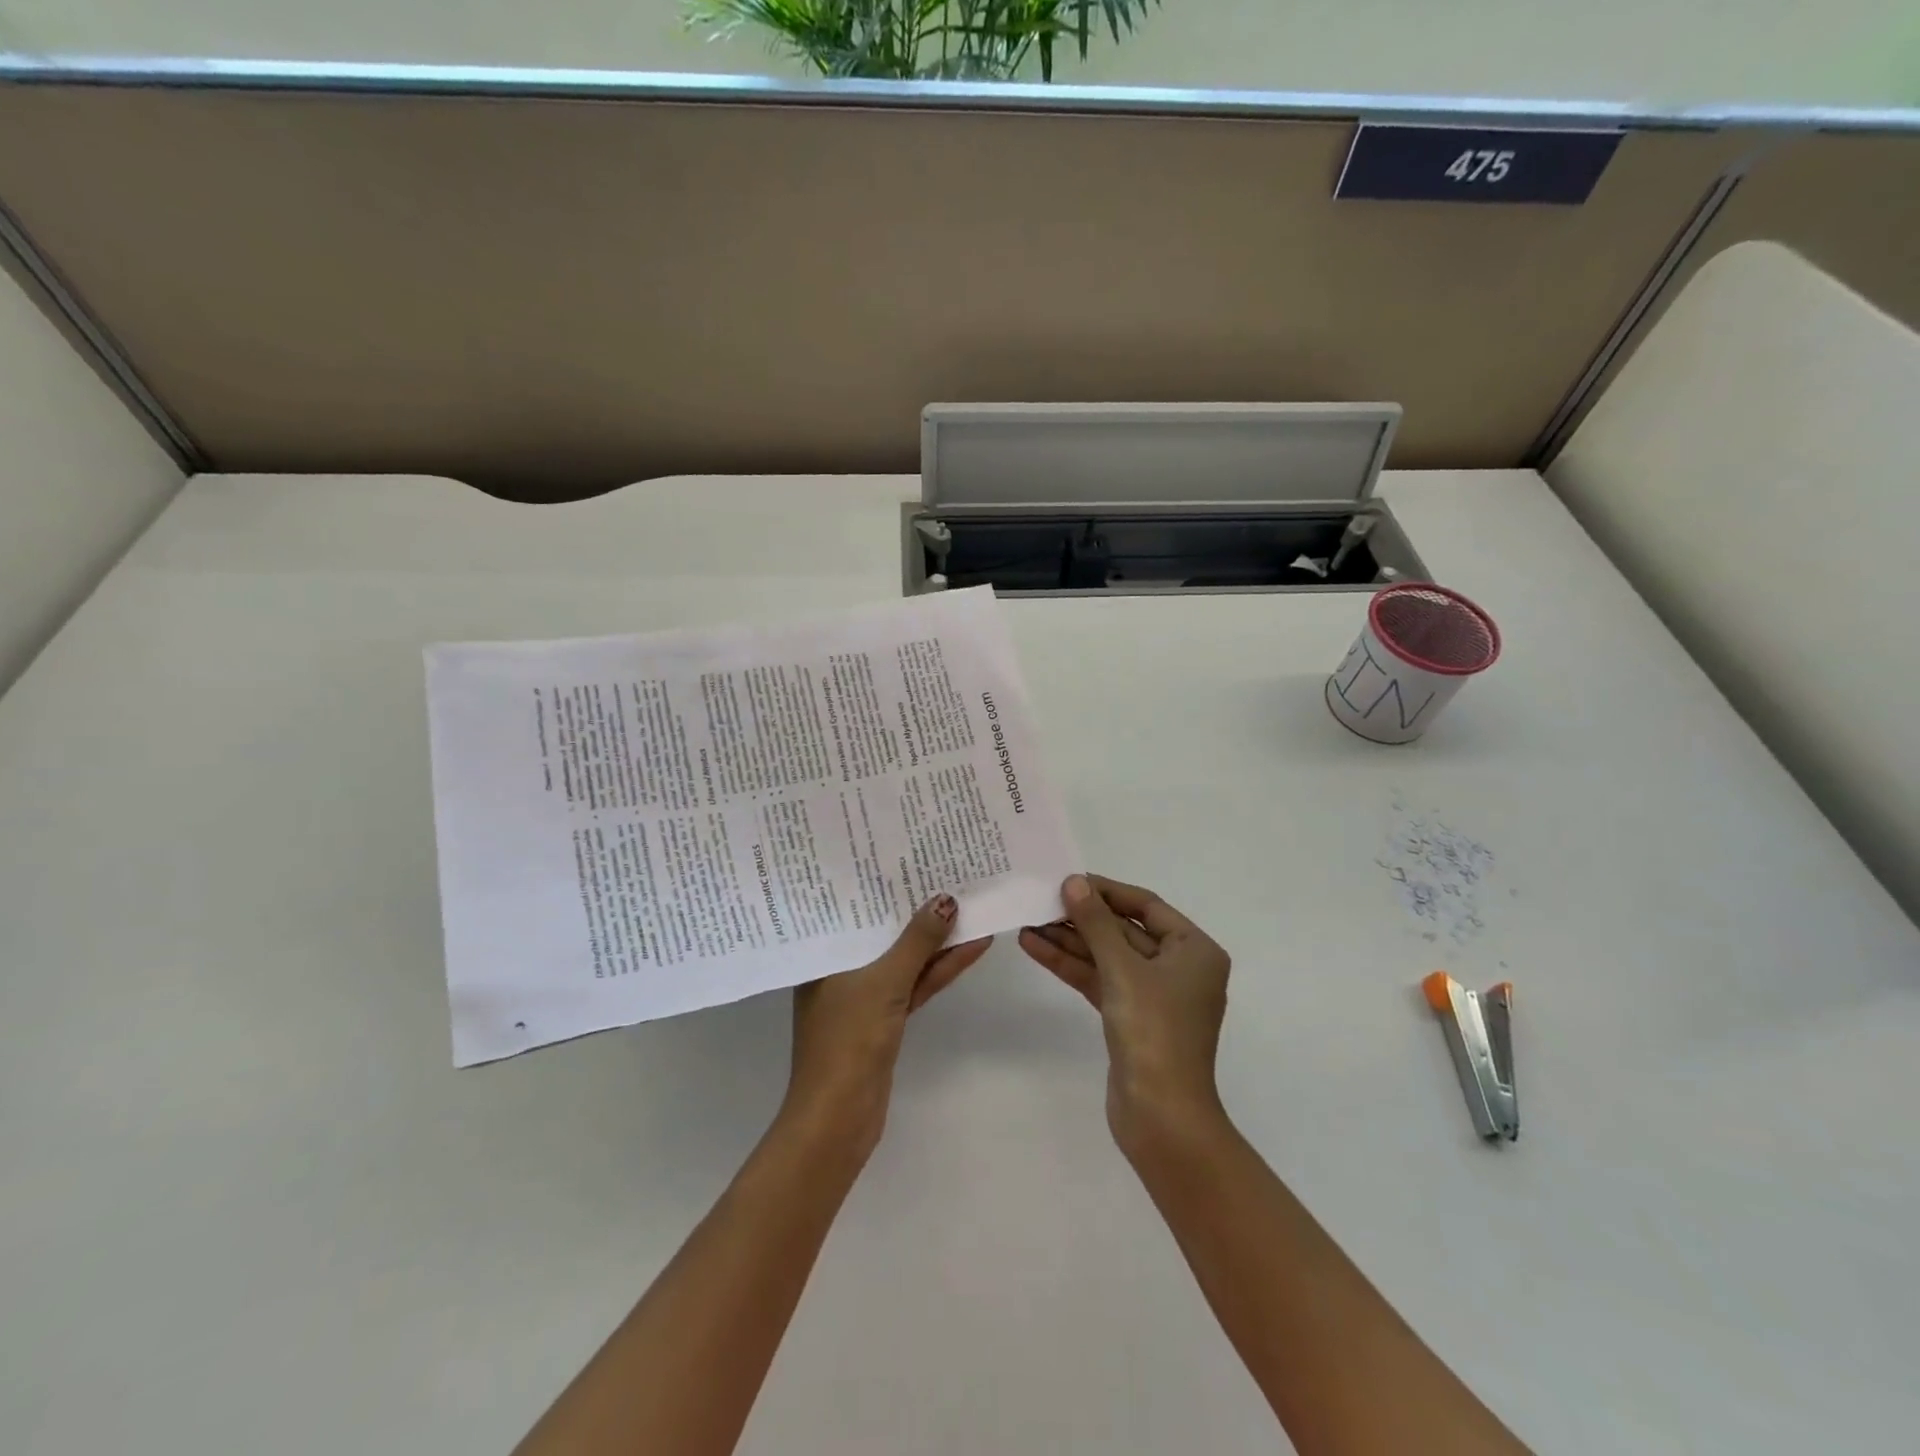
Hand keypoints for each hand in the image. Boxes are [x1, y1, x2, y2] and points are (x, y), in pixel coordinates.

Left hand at [786, 894, 991, 1157]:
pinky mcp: (885, 1016)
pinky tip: (969, 947)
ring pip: (904, 956)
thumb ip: (917, 941)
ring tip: (971, 904)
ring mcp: (864, 993)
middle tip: (947, 872)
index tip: (909, 855)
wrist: (840, 1117)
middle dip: (916, 908)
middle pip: (883, 929)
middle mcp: (840, 967)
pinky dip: (938, 968)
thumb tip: (946, 900)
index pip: (854, 907)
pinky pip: (914, 982)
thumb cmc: (849, 1038)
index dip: (882, 882)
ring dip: (936, 938)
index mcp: (824, 953)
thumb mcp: (885, 981)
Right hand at [1019, 874, 1231, 1156]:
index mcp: (1194, 951)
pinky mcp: (1130, 1018)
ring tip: (1027, 922)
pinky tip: (1036, 948)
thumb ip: (1095, 923)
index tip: (1068, 879)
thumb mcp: (1123, 970)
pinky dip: (1071, 965)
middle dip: (1081, 917)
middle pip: (1123, 930)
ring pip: (1106, 956)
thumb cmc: (1154, 1032)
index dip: (1106, 890)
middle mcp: (1178, 968)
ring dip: (1069, 940)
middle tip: (1040, 899)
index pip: (1146, 905)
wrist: (1161, 1118)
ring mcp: (1153, 995)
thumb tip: (1074, 882)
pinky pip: (1099, 980)